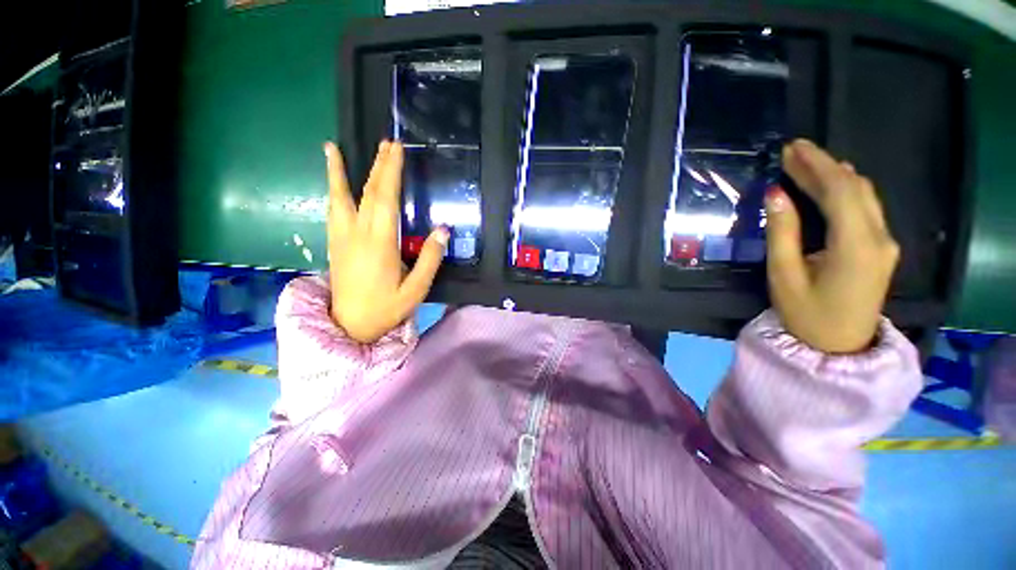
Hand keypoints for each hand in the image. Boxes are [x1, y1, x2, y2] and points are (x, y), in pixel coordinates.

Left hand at [324, 140, 448, 342]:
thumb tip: (443, 230)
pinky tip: (332, 183)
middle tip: (386, 143)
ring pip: (340, 198)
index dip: (391, 172)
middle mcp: (356, 235)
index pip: (385, 199)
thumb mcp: (416, 290)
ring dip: (339, 171)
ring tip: (332, 148)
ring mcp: (341, 238)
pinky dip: (331, 191)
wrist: (349, 326)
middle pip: (366, 193)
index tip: (396, 150)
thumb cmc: (386, 309)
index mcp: (379, 244)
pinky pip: (332, 210)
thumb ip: (430, 259)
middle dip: (377, 166)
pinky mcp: (335, 244)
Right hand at [765, 139, 899, 353]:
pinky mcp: (881, 248)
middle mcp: (879, 237)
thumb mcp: (784, 275)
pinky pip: (866, 208)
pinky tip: (831, 182)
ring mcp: (885, 242)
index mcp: (856, 246)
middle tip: (793, 151)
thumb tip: (775, 194)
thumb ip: (782, 232)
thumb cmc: (805, 314)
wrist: (837, 347)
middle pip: (854, 188)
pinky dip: (846, 189)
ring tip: (806, 162)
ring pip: (864, 195)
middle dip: (824, 165)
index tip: (791, 148)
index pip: (840, 191)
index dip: (815, 165)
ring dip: (835, 174)